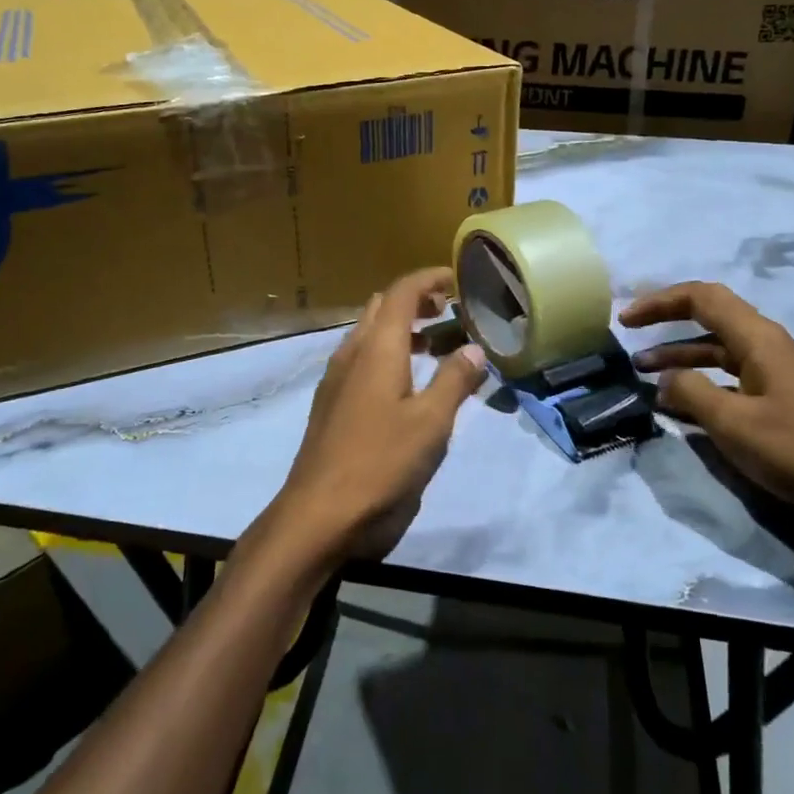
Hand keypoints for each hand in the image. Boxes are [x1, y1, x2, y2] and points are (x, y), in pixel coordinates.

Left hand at [267, 267, 488, 566]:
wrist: (319, 514)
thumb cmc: (381, 463)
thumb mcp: (431, 423)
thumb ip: (454, 381)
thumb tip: (474, 349)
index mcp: (377, 348)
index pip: (402, 292)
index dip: (430, 279)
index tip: (458, 279)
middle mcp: (352, 353)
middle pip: (382, 307)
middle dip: (416, 300)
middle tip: (451, 310)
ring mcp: (337, 379)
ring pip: (369, 333)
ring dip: (401, 327)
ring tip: (437, 343)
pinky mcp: (332, 403)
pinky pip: (362, 359)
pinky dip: (388, 353)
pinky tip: (408, 382)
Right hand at [623, 281, 793, 589]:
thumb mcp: (733, 423)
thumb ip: (691, 392)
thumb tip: (666, 378)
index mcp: (758, 338)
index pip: (701, 297)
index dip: (659, 301)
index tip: (625, 319)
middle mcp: (766, 345)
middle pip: (709, 317)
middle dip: (667, 321)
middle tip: (629, 334)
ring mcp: (774, 372)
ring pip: (717, 349)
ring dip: (679, 355)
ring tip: (642, 372)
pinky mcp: (778, 398)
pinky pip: (729, 376)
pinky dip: (700, 381)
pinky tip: (679, 403)